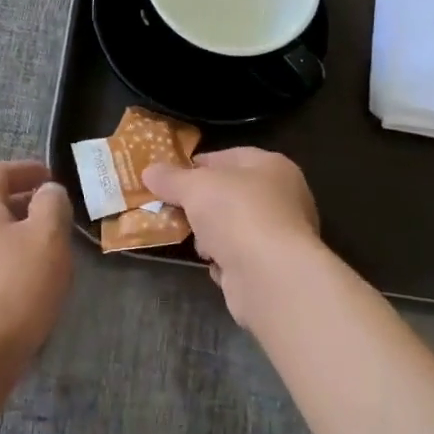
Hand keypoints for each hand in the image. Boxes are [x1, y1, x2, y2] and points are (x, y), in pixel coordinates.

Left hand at [0, 160, 74, 371]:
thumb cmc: (13, 290)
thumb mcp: (47, 239)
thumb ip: (52, 206)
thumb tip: (47, 191)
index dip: (26, 169)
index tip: (51, 178)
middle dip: (23, 204)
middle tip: (55, 215)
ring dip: (15, 235)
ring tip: (46, 252)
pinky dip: (5, 263)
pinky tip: (26, 286)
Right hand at [142, 148, 319, 324]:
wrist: (270, 276)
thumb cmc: (237, 214)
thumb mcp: (195, 187)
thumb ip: (171, 178)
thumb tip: (149, 171)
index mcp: (273, 166)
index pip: (231, 157)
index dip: (199, 164)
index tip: (171, 177)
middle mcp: (283, 197)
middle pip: (232, 194)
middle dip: (202, 203)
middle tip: (174, 208)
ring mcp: (281, 234)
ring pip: (235, 226)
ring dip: (211, 234)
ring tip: (192, 240)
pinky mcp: (274, 267)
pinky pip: (240, 256)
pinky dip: (224, 260)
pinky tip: (211, 263)